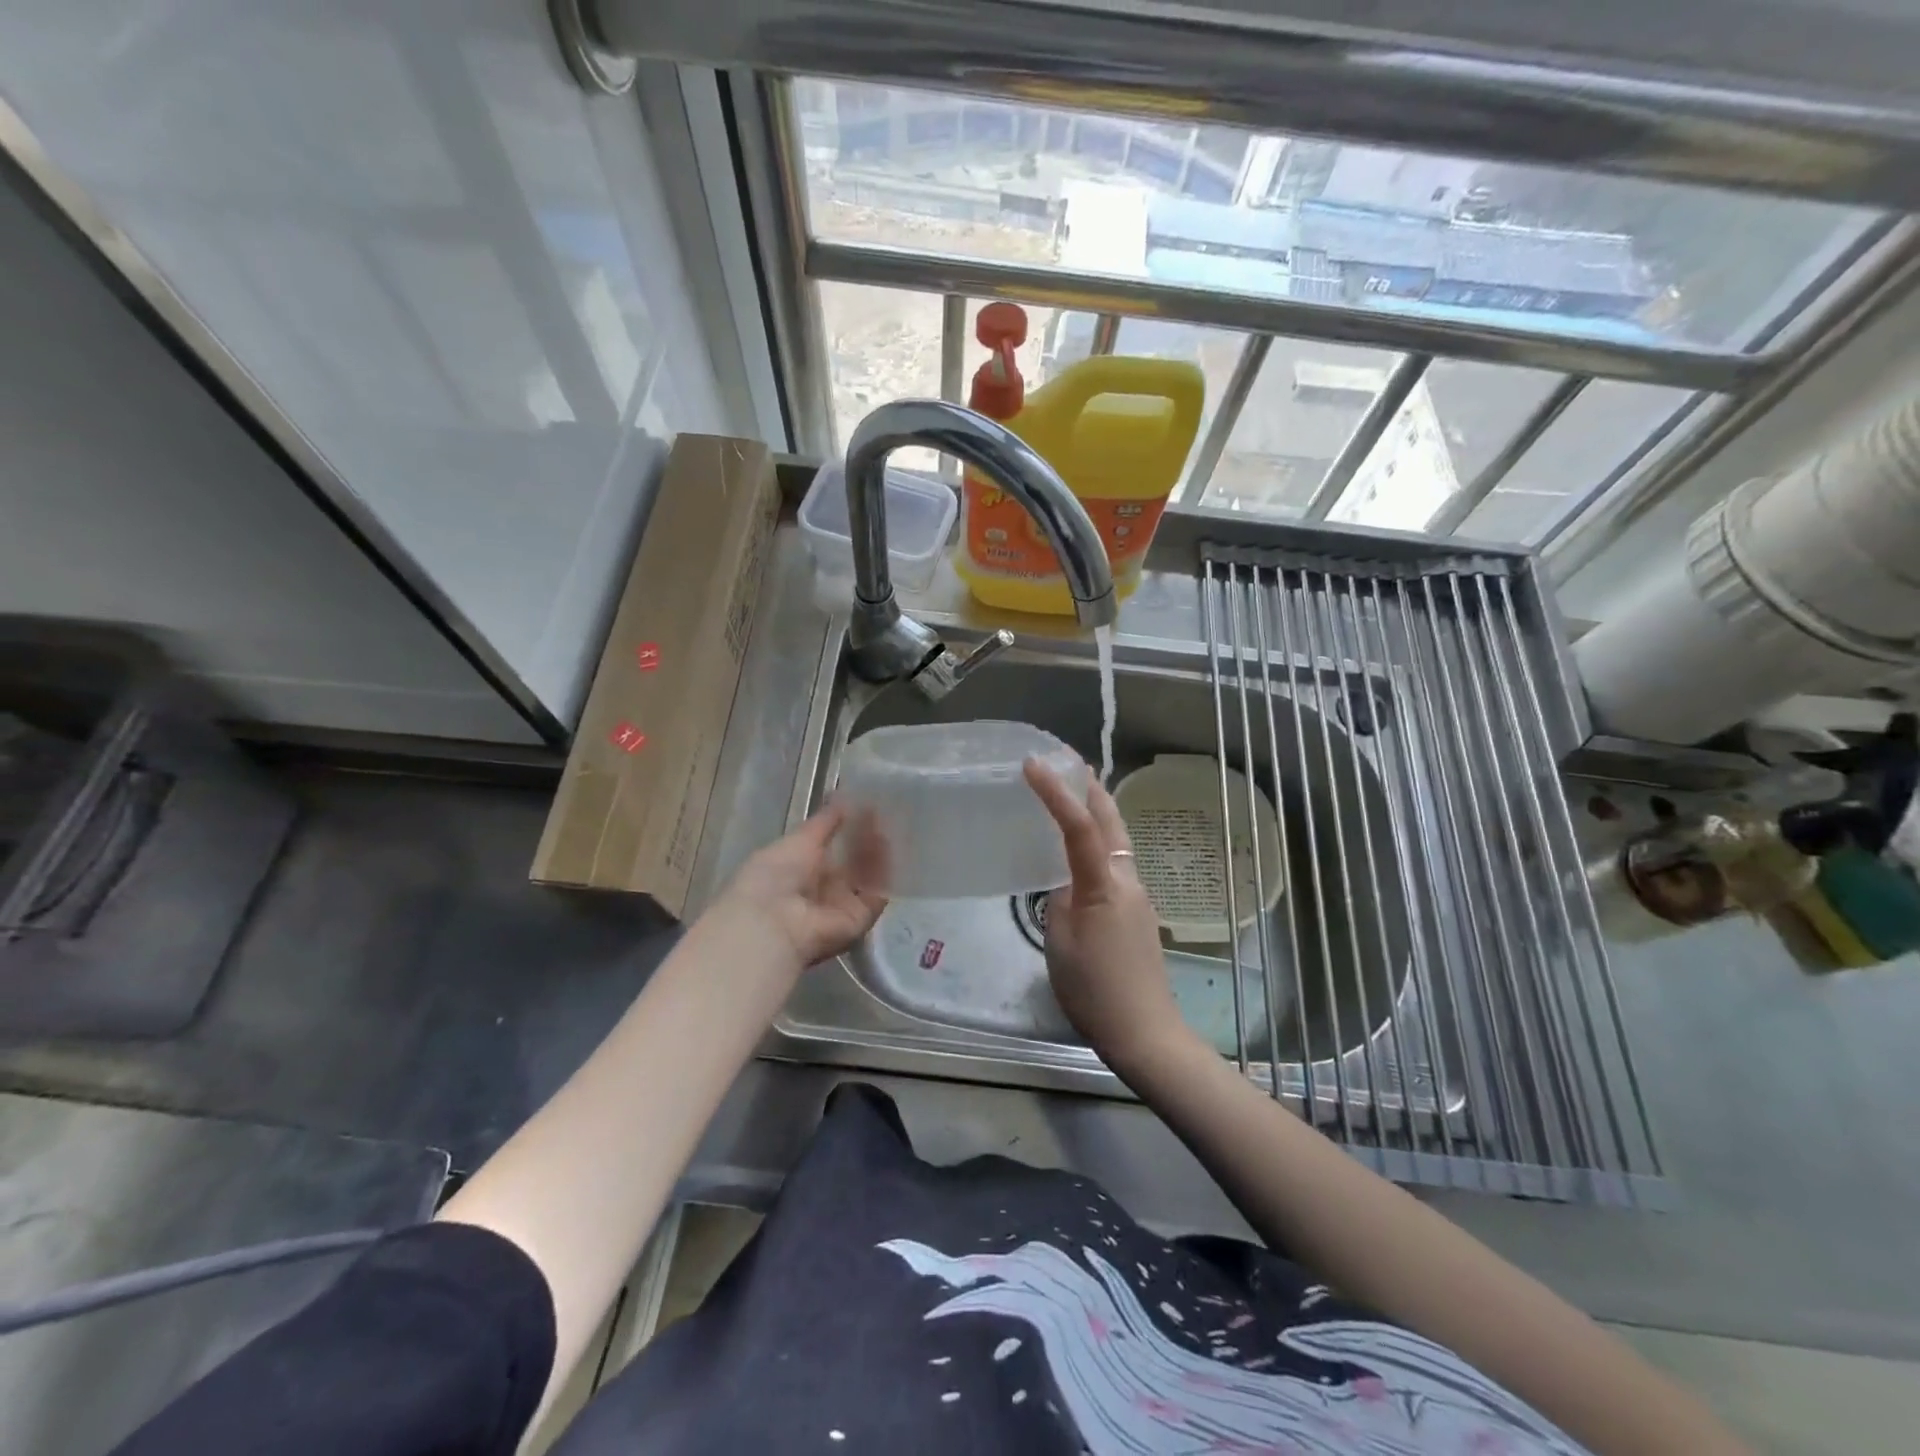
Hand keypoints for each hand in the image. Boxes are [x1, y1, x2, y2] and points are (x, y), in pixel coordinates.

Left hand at [707, 801, 887, 973]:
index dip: (849, 828)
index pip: (831, 847)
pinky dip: (884, 873)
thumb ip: (825, 821)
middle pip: (852, 863)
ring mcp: (842, 906)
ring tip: (889, 825)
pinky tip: (890, 847)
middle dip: (866, 840)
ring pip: (867, 877)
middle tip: (884, 813)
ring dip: (877, 852)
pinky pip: (877, 894)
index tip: (866, 806)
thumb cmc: (775, 875)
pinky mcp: (860, 920)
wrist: (771, 922)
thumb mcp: (799, 839)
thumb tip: (843, 794)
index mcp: (800, 870)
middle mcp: (822, 889)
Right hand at [1023, 758, 1194, 1076]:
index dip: (1056, 791)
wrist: (1145, 1031)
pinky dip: (1100, 839)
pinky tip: (1083, 848)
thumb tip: (1065, 884)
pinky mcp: (1138, 912)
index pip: (1078, 826)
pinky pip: (1117, 861)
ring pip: (1118, 839)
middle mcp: (1127, 879)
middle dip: (1090, 786)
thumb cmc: (1095, 989)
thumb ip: (1059, 901)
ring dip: (1097, 810)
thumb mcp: (1060, 942)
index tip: (1033, 763)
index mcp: (1104, 884)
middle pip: (1111, 820)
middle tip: (1067, 761)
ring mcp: (1138, 895)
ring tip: (1073, 792)